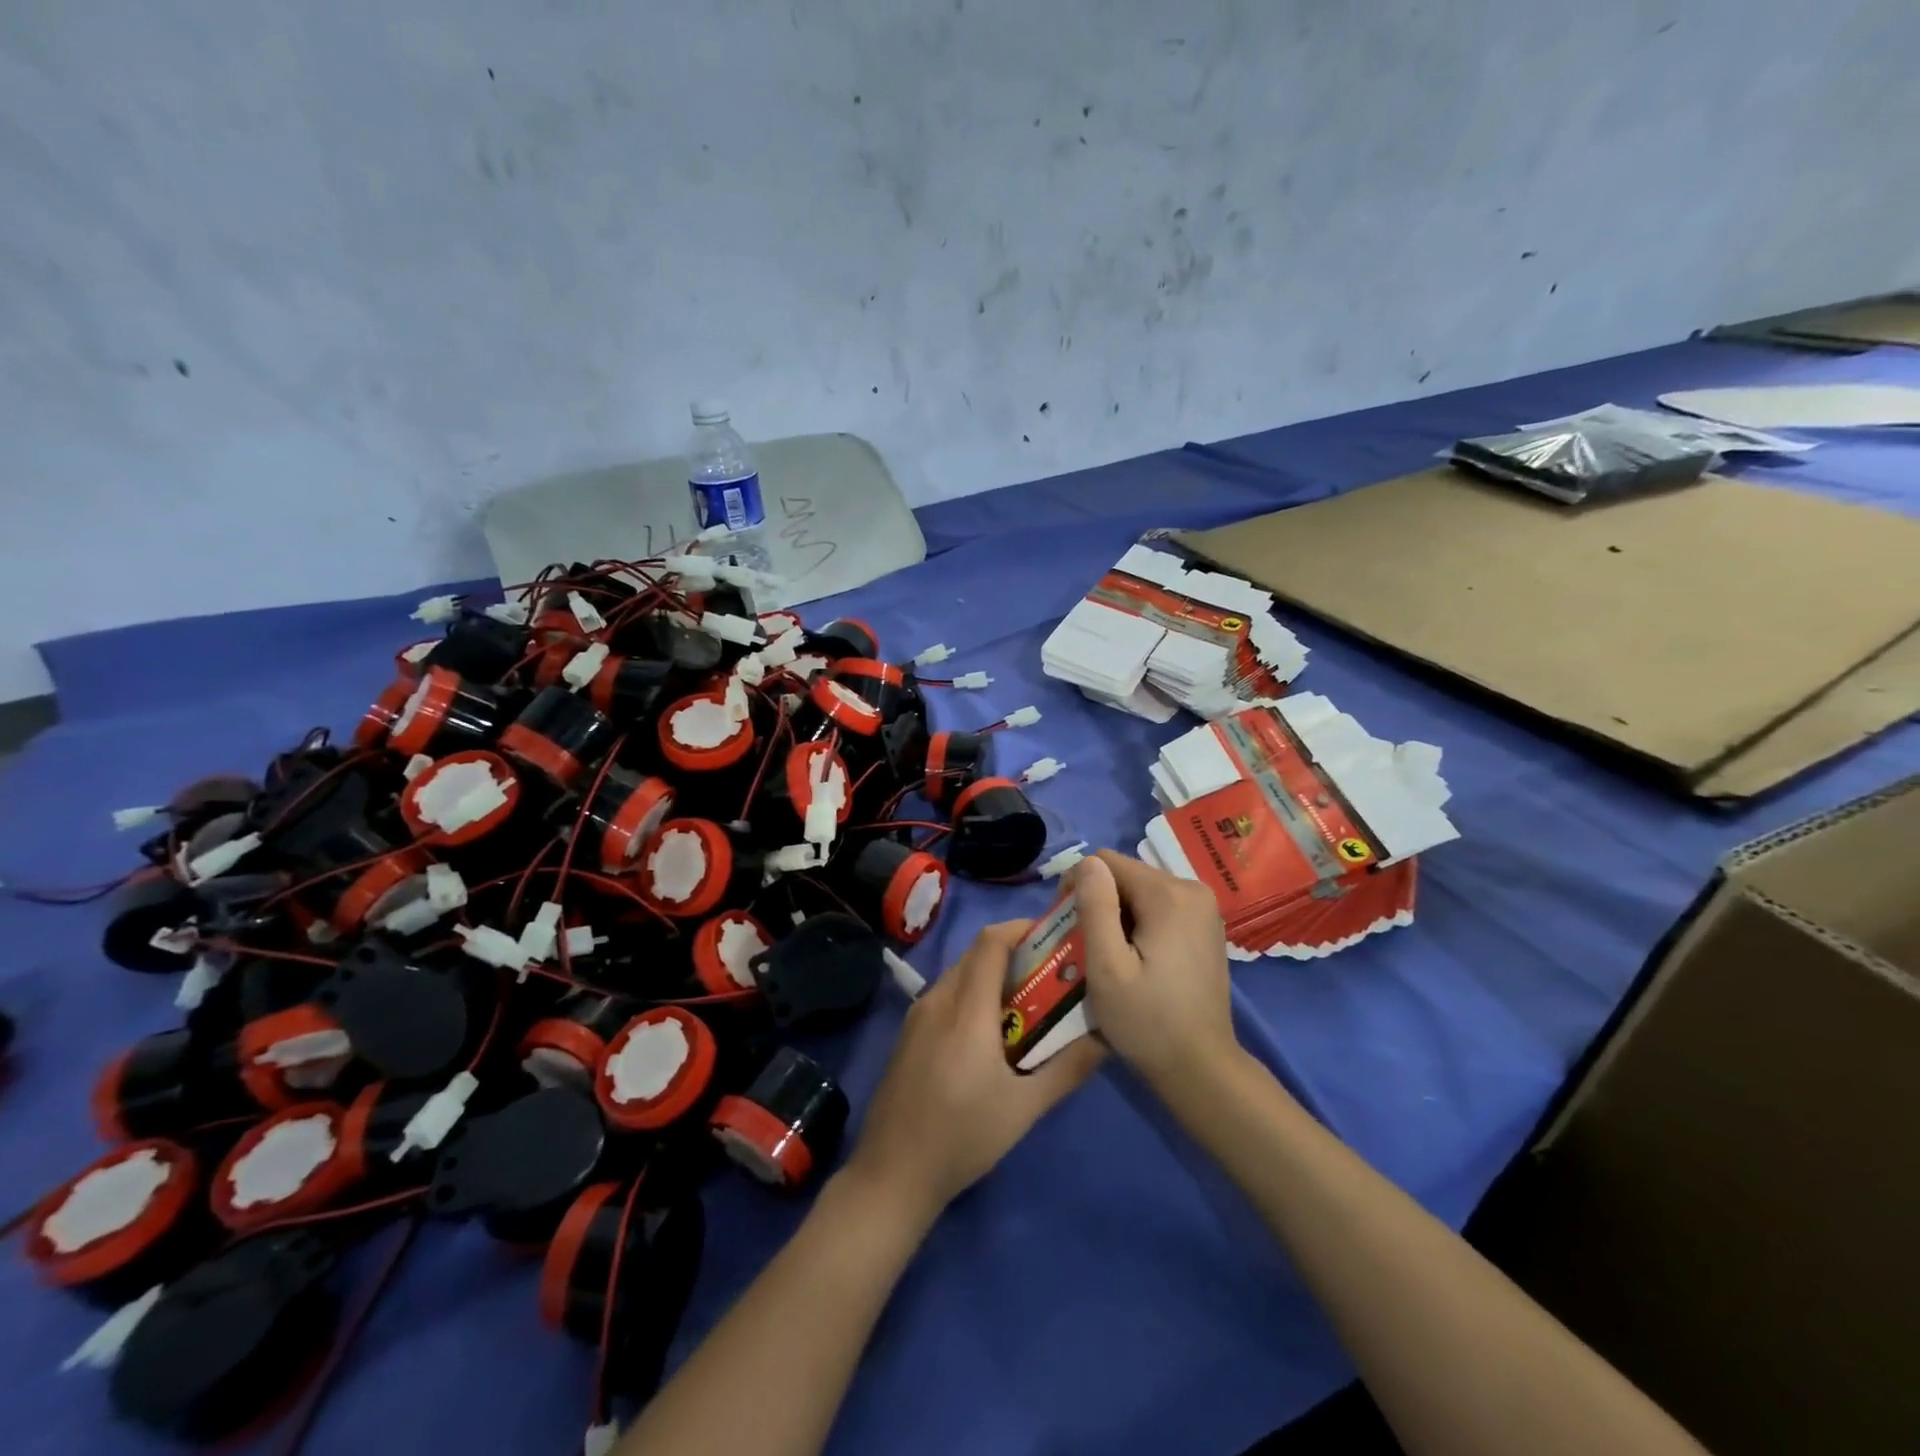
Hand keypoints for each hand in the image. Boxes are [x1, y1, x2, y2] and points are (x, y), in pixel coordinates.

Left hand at [843, 921, 1104, 1223]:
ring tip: (1027, 1003)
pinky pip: (945, 996)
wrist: (892, 1174)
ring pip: (959, 974)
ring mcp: (917, 1016)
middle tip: (1050, 973)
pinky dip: (972, 995)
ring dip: (992, 975)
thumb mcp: (1024, 1108)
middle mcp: (938, 999)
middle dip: (1014, 952)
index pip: (991, 941)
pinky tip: (990, 1032)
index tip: (1054, 937)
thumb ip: (1067, 1068)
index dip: (1022, 928)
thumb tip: (1106, 1037)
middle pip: (976, 954)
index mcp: (966, 1008)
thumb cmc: (962, 1137)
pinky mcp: (908, 1034)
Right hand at [1071, 850, 1237, 1088]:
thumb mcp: (1106, 966)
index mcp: (1168, 894)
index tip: (1070, 926)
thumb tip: (1087, 863)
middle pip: (1126, 874)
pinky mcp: (1206, 926)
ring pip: (1141, 890)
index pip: (1106, 861)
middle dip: (1101, 901)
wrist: (1201, 1067)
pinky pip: (1160, 907)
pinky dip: (1141, 923)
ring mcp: (1204, 908)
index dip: (1079, 886)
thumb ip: (1095, 907)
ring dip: (1119, 914)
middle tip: (1088, 947)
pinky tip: (1136, 959)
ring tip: (1111, 955)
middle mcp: (1192, 889)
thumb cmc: (1146, 1020)